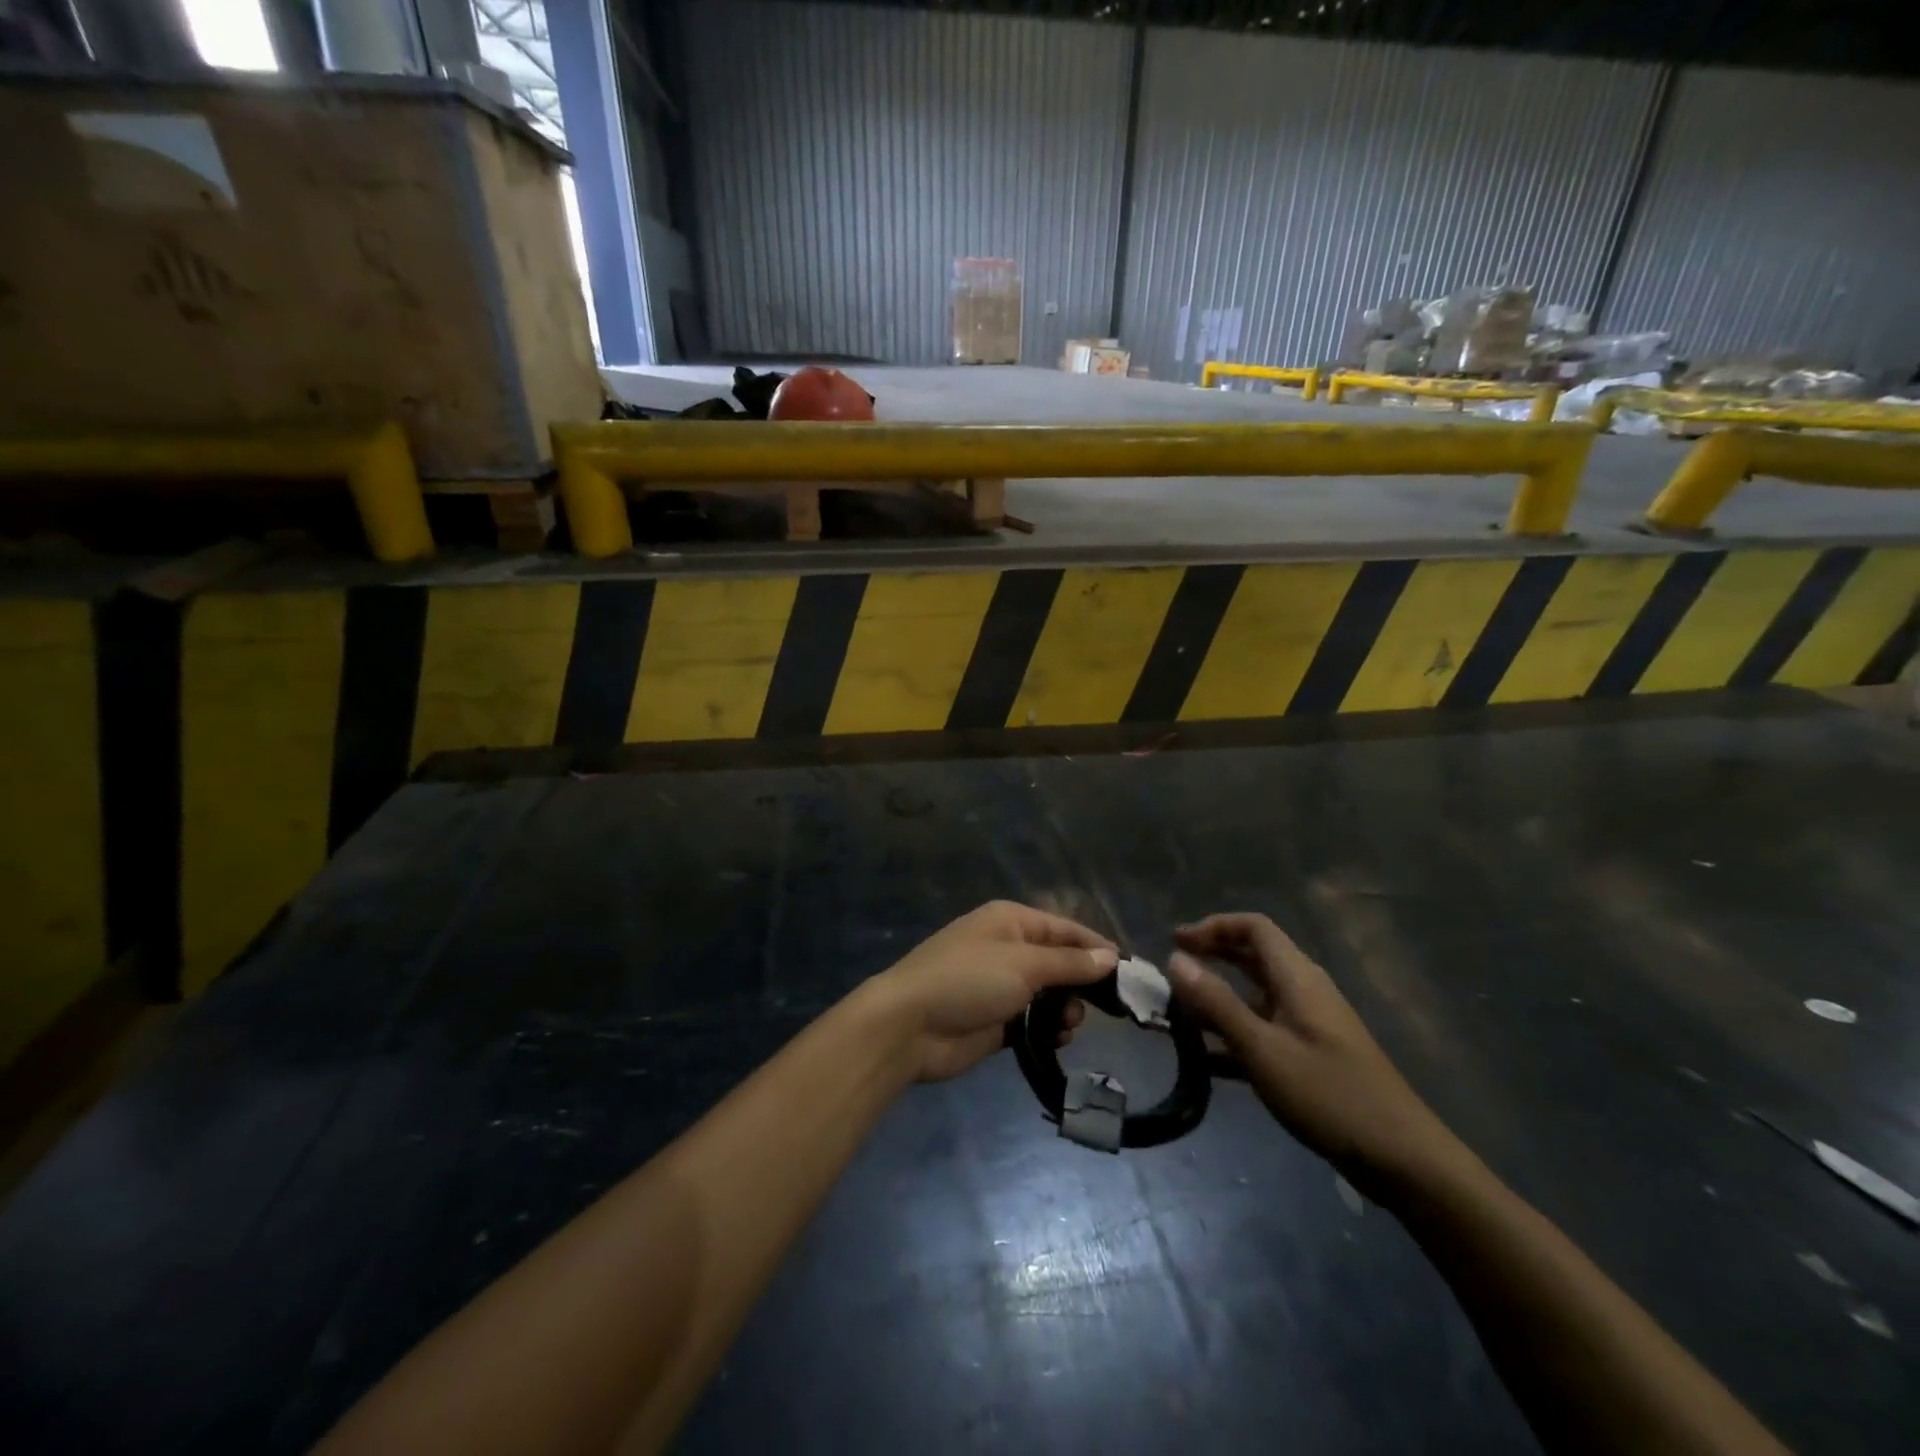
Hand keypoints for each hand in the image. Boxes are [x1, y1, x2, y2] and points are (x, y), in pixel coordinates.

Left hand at [867, 901, 1117, 1082]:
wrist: (909, 1025)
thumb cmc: (968, 980)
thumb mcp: (1024, 964)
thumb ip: (1070, 962)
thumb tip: (1110, 956)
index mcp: (1012, 921)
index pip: (1066, 929)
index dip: (1098, 948)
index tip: (1130, 974)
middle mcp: (1008, 947)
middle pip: (1060, 962)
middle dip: (1082, 984)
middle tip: (1102, 1008)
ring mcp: (1000, 985)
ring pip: (1050, 994)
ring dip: (1066, 1009)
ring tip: (1067, 1024)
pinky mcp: (996, 1020)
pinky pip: (1034, 1021)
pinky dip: (1048, 1029)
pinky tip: (1056, 1039)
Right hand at [1168, 914, 1467, 1195]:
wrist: (1402, 1158)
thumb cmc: (1328, 1094)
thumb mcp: (1262, 1048)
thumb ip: (1216, 1002)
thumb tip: (1175, 958)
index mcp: (1297, 977)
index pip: (1253, 927)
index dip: (1213, 926)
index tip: (1176, 942)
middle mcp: (1304, 990)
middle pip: (1254, 956)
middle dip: (1212, 956)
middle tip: (1173, 972)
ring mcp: (1310, 1024)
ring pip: (1256, 995)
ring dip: (1219, 998)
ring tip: (1180, 1016)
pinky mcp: (1312, 1055)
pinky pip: (1264, 1029)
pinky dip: (1234, 1034)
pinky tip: (1207, 1061)